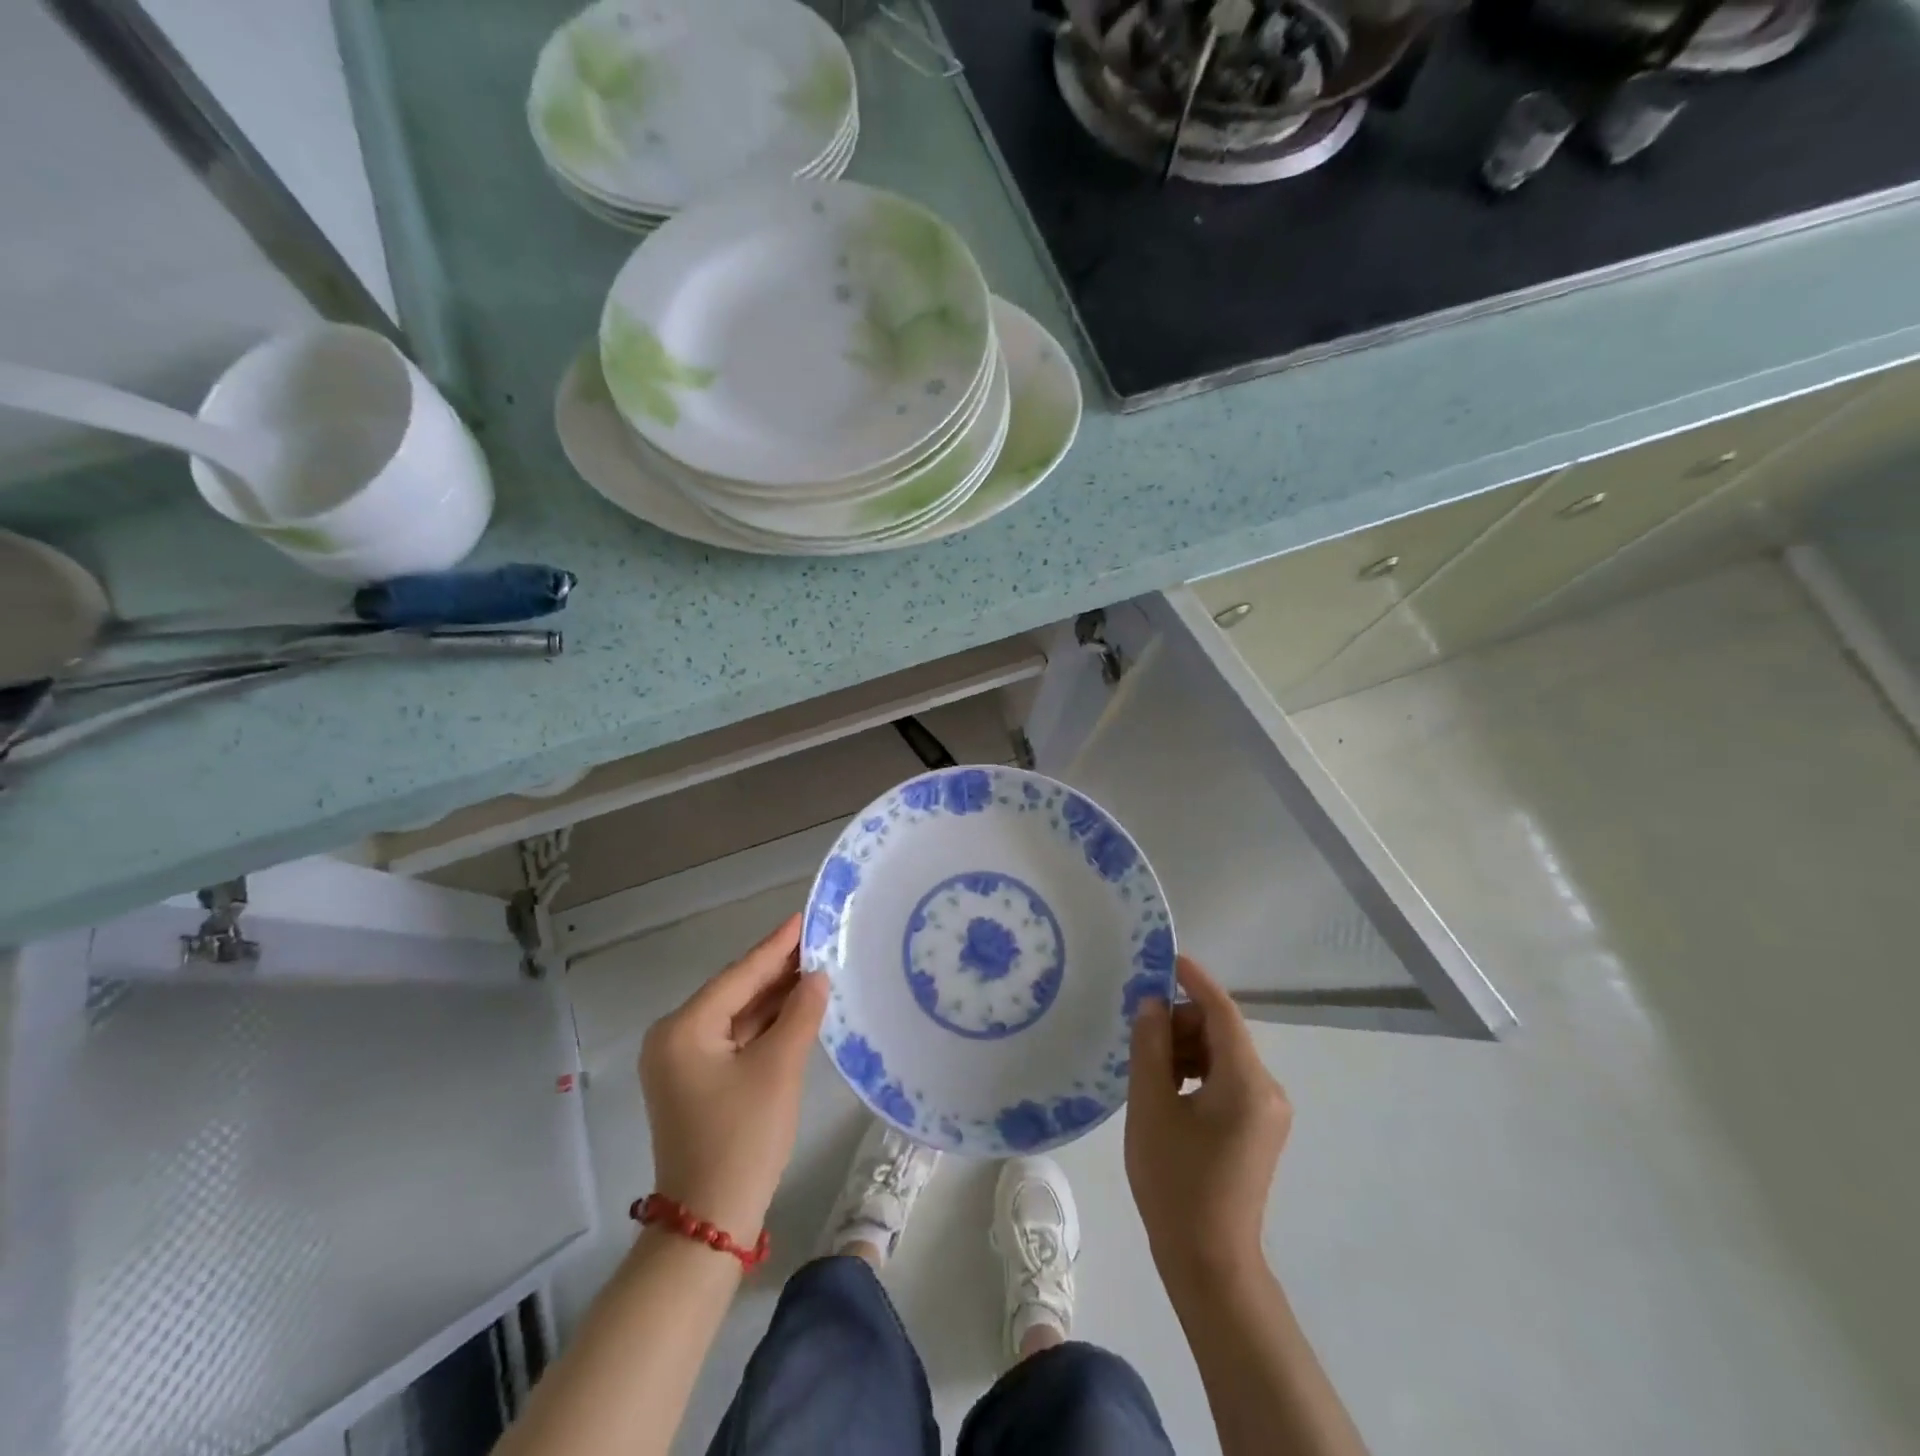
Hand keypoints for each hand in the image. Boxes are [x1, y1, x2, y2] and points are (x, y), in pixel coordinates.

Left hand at [638, 914, 828, 1241]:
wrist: (709, 1223)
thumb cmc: (742, 1139)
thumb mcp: (778, 1070)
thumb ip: (800, 1014)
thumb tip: (818, 976)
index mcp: (683, 1028)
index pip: (739, 975)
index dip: (777, 945)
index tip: (805, 916)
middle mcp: (675, 1037)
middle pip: (735, 991)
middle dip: (777, 969)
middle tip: (819, 939)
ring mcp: (683, 1061)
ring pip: (736, 1015)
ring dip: (774, 997)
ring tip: (816, 966)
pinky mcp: (697, 1081)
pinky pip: (735, 1039)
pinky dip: (765, 1024)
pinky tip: (796, 1007)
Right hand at [1125, 954, 1291, 1287]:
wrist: (1209, 1262)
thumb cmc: (1176, 1182)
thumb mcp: (1151, 1106)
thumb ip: (1151, 1046)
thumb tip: (1152, 1004)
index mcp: (1247, 1081)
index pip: (1222, 1011)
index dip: (1195, 980)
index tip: (1165, 958)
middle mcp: (1267, 1089)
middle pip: (1222, 1033)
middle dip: (1181, 1023)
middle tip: (1140, 1034)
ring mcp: (1267, 1111)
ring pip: (1222, 1056)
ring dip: (1186, 1050)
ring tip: (1147, 1067)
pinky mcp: (1259, 1128)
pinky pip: (1226, 1080)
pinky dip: (1197, 1073)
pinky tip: (1166, 1089)